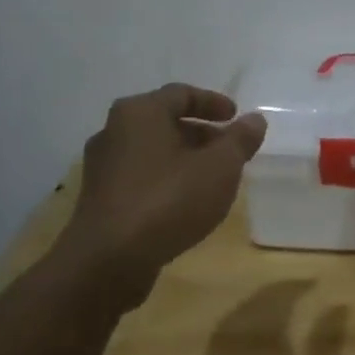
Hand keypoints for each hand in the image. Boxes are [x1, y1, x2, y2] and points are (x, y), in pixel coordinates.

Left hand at [57, 83, 266, 281]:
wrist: (108, 261)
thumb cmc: (168, 201)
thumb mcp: (219, 167)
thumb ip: (240, 140)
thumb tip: (254, 119)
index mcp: (140, 112)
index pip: (181, 94)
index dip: (213, 103)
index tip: (236, 117)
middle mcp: (114, 131)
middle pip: (164, 121)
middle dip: (201, 133)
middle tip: (229, 149)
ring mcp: (102, 166)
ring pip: (152, 151)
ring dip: (184, 158)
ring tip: (212, 178)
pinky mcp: (100, 199)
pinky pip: (140, 176)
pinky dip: (166, 179)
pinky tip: (185, 202)